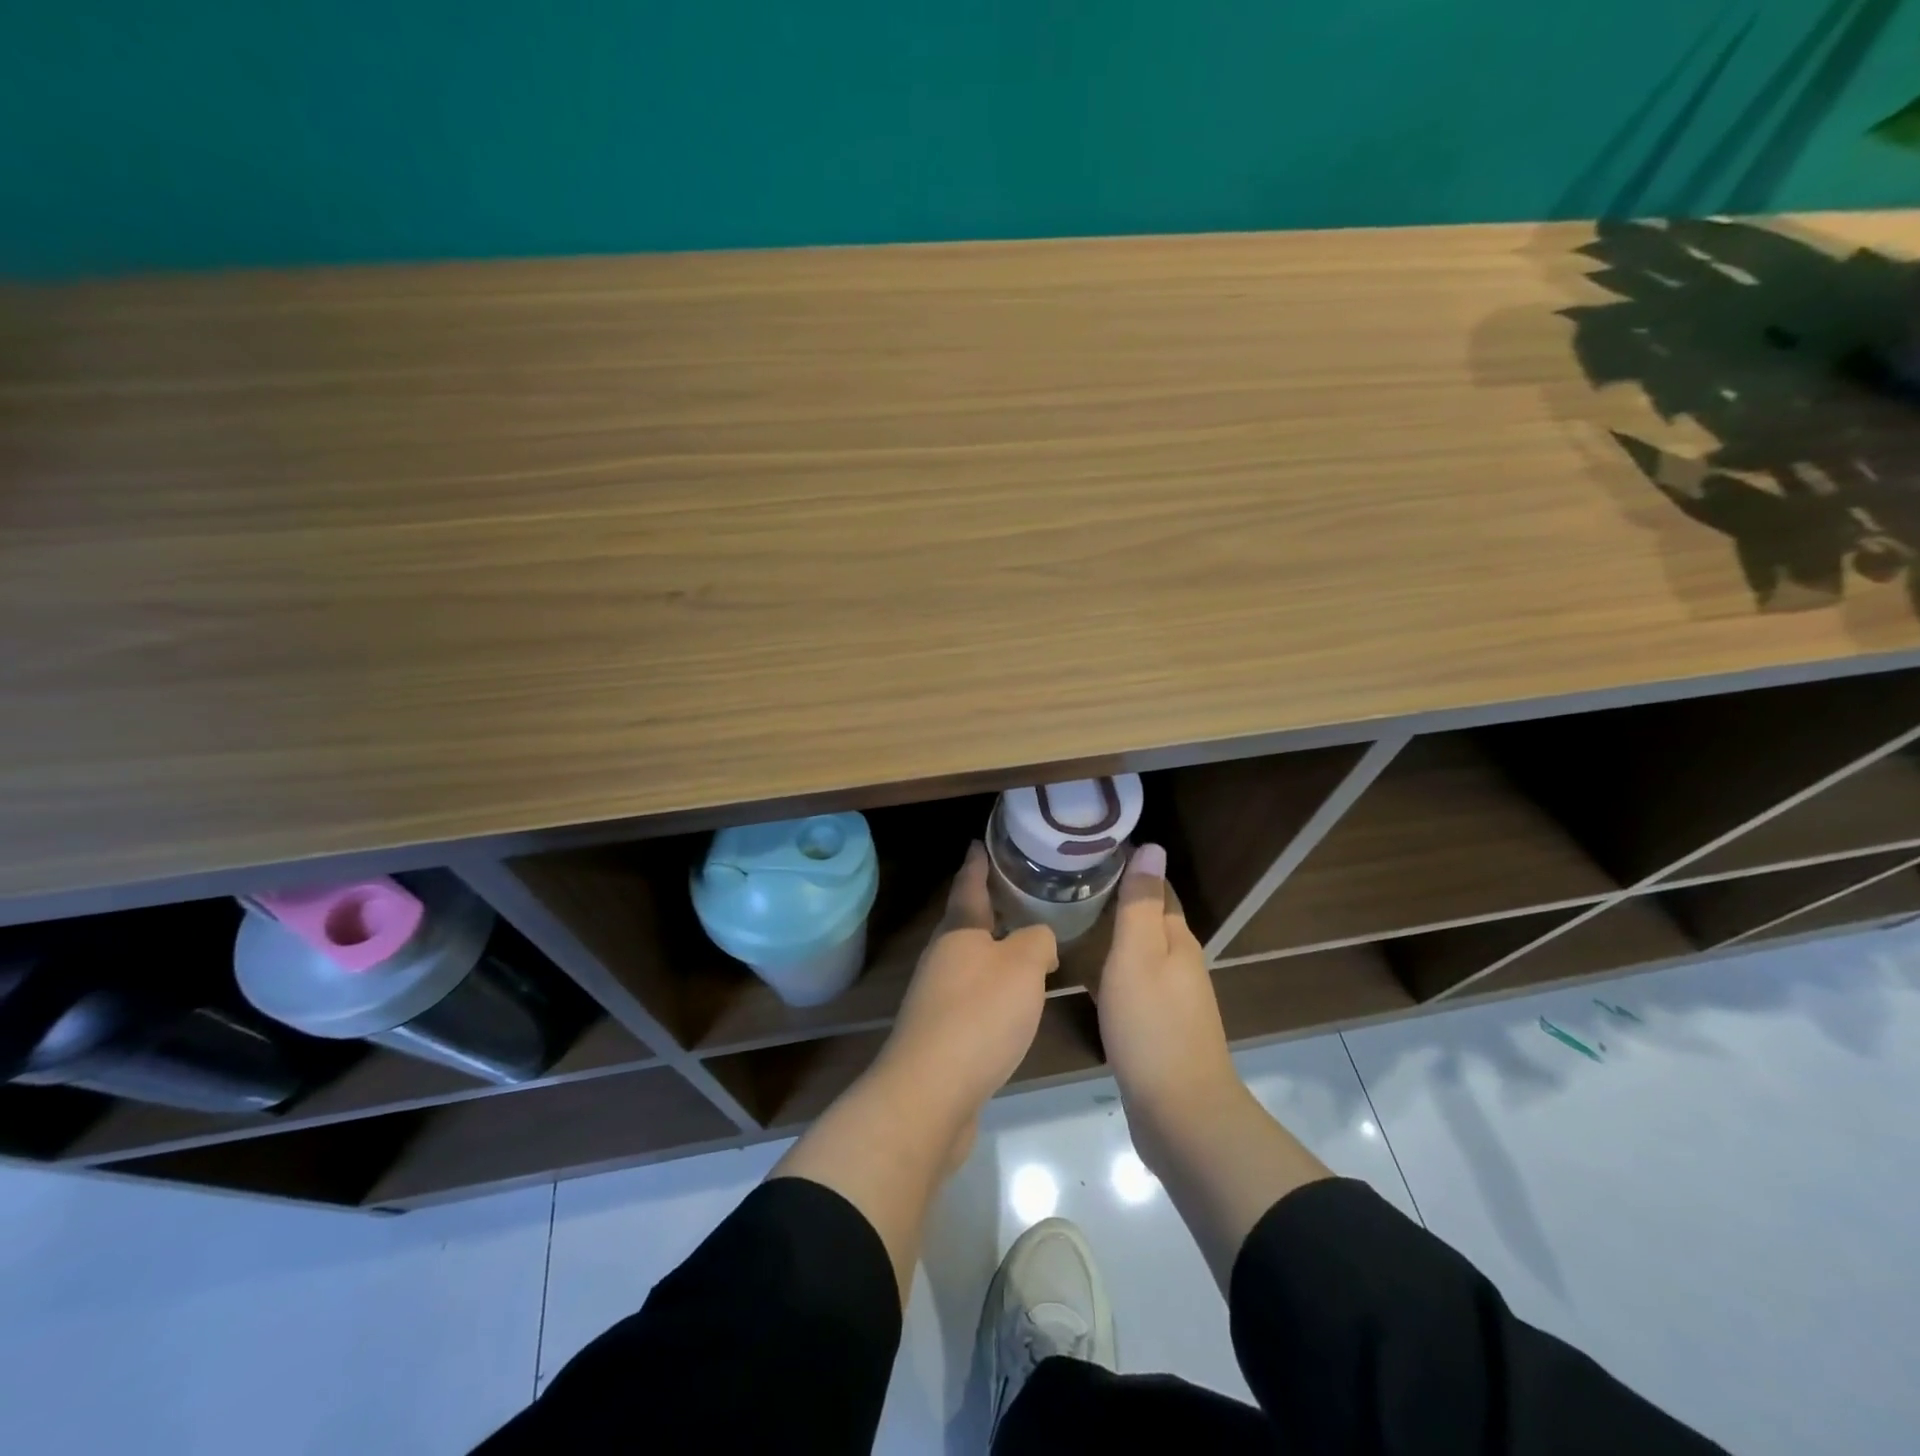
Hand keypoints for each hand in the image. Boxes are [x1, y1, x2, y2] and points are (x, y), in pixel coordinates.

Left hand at [875, 842, 1057, 1115]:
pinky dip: (993, 989)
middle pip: (966, 923)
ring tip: (1024, 945)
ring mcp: (936, 996)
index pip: (968, 885)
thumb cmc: (980, 1014)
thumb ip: (1038, 941)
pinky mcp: (941, 1033)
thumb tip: (1040, 941)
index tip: (979, 842)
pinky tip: (1012, 1002)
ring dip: (993, 950)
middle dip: (989, 907)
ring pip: (970, 961)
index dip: (976, 863)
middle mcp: (942, 957)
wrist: (931, 1091)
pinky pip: (972, 996)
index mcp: (959, 931)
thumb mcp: (1023, 965)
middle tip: (1018, 893)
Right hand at [1094, 844, 1240, 1121]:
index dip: (1131, 867)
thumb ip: (1141, 904)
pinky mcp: (1160, 1027)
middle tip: (1070, 882)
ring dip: (1114, 933)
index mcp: (1176, 940)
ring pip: (1141, 951)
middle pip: (1150, 919)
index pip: (1157, 889)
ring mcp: (1172, 998)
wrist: (1180, 1113)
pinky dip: (1112, 967)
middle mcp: (1180, 963)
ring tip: (1071, 919)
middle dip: (1118, 898)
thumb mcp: (1138, 956)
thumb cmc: (1152, 1027)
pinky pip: (1134, 982)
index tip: (1092, 851)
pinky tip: (1087, 973)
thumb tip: (1152, 847)